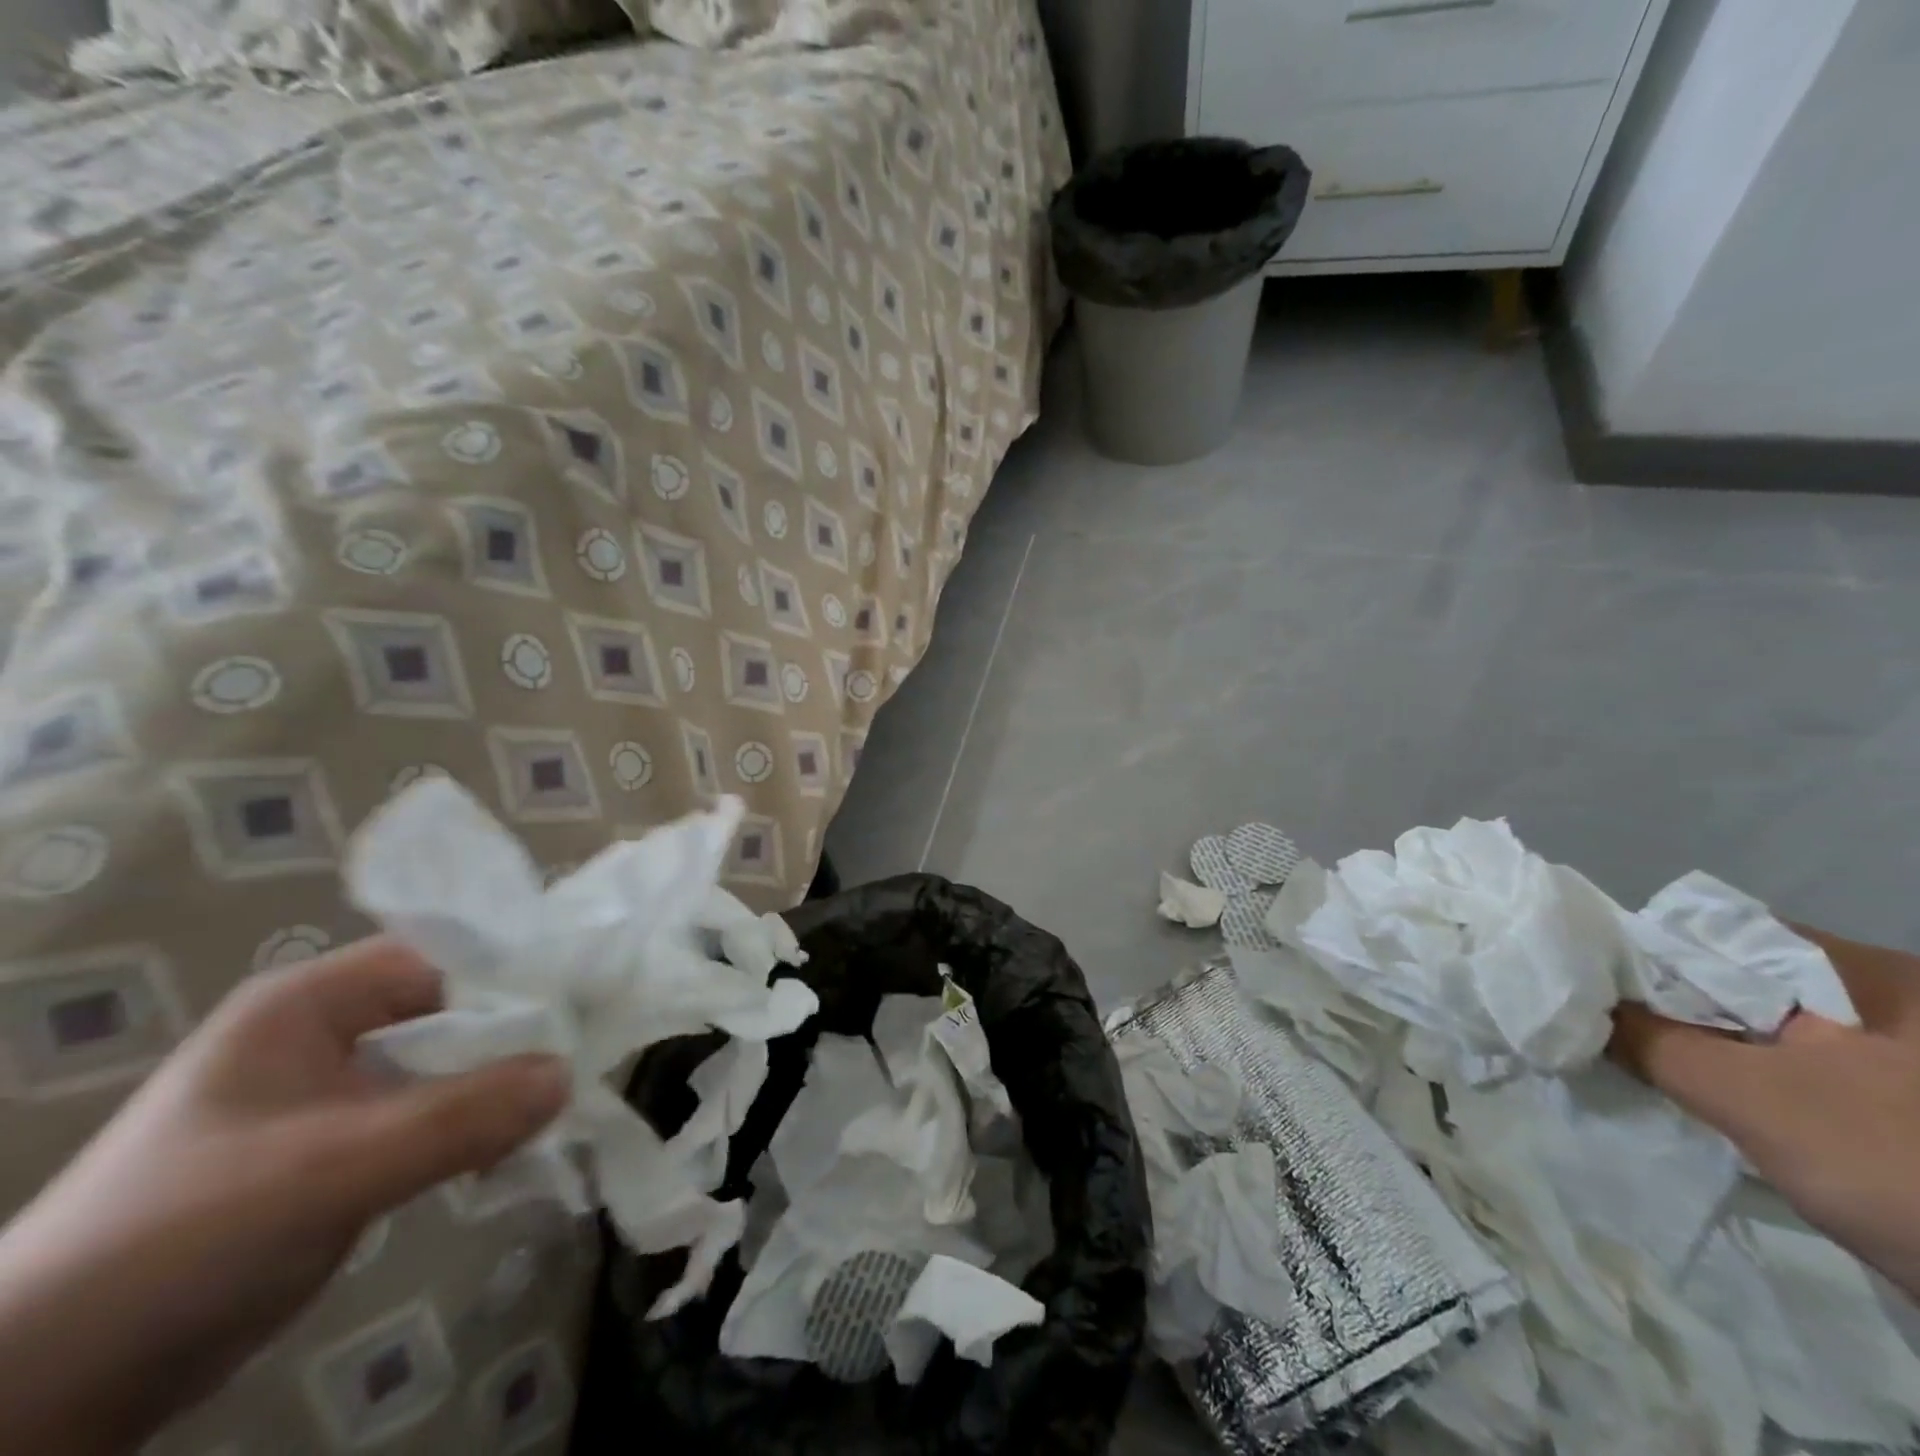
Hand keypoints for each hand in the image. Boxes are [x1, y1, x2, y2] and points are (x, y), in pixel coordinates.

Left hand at [0, 938, 569, 1455]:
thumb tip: (568, 1073)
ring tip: (562, 1102)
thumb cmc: (180, 1239)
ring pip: (445, 1066)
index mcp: (311, 1002)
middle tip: (585, 1055)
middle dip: (515, 1035)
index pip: (442, 958)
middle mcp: (327, 1032)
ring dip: (498, 1084)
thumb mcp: (330, 1170)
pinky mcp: (340, 1150)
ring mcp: (333, 1093)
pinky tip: (513, 1145)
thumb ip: (459, 1116)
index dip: (514, 975)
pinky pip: (430, 1115)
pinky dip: (473, 1125)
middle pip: (450, 1010)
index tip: (583, 1004)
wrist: (39, 1395)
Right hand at [1609, 925, 1919, 1298]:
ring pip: (1761, 1029)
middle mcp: (1884, 999)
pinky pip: (1794, 1070)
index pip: (1715, 934)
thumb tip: (1580, 1010)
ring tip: (1643, 1067)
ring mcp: (1898, 1056)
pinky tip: (1709, 1104)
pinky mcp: (1899, 1105)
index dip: (1643, 955)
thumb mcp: (1756, 1100)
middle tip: (1608, 1031)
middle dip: (1669, 1007)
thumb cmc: (1898, 1167)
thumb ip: (1654, 1042)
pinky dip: (1744, 1082)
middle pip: (1735, 982)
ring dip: (1701, 1048)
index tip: (1592, 987)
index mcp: (1866, 972)